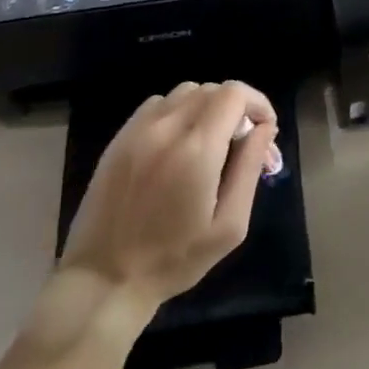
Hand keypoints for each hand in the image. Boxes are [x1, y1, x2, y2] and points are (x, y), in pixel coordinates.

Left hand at [61, 80, 279, 313]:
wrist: (104, 279)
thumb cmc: (175, 259)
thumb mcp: (229, 226)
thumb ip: (249, 169)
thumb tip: (264, 128)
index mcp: (197, 150)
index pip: (234, 93)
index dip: (257, 103)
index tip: (264, 129)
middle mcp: (166, 128)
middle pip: (212, 89)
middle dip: (236, 108)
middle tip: (240, 144)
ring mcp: (138, 130)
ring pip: (185, 92)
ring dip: (207, 107)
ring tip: (209, 142)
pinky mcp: (119, 138)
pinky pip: (158, 104)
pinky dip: (178, 112)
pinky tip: (177, 144)